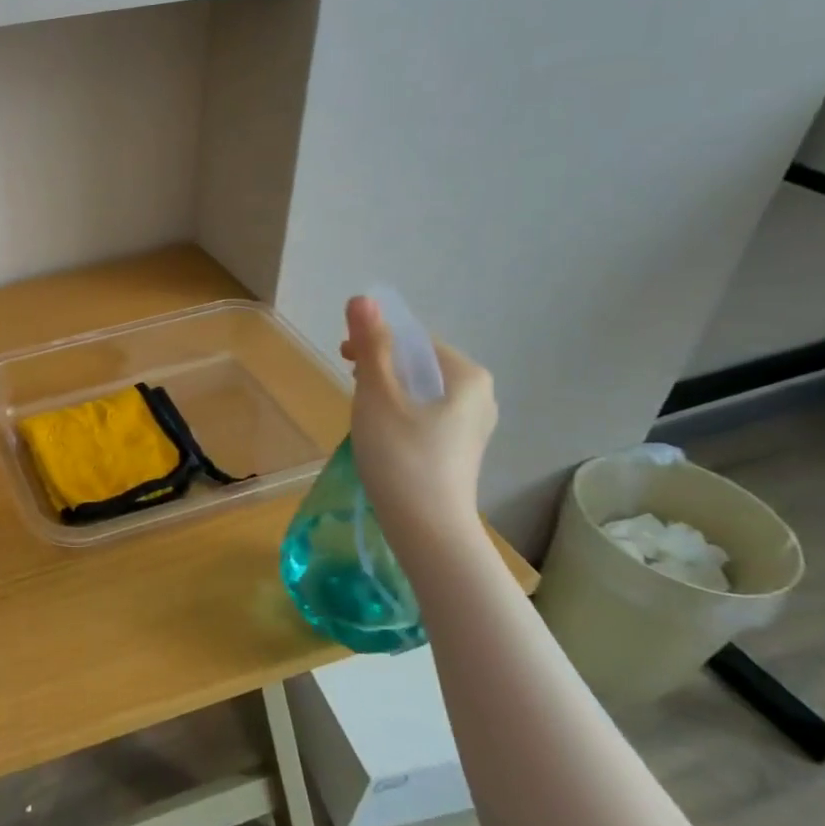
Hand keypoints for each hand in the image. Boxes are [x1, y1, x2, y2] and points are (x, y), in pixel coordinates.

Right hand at [340, 295, 496, 539]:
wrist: (427, 528)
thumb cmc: (401, 456)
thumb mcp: (378, 395)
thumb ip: (371, 345)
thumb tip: (363, 298)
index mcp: (467, 375)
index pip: (416, 340)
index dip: (376, 342)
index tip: (344, 359)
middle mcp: (480, 396)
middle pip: (419, 365)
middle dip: (381, 367)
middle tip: (349, 385)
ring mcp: (472, 426)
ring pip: (420, 392)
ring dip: (387, 392)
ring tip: (361, 412)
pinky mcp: (458, 451)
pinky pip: (425, 416)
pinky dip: (399, 415)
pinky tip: (380, 436)